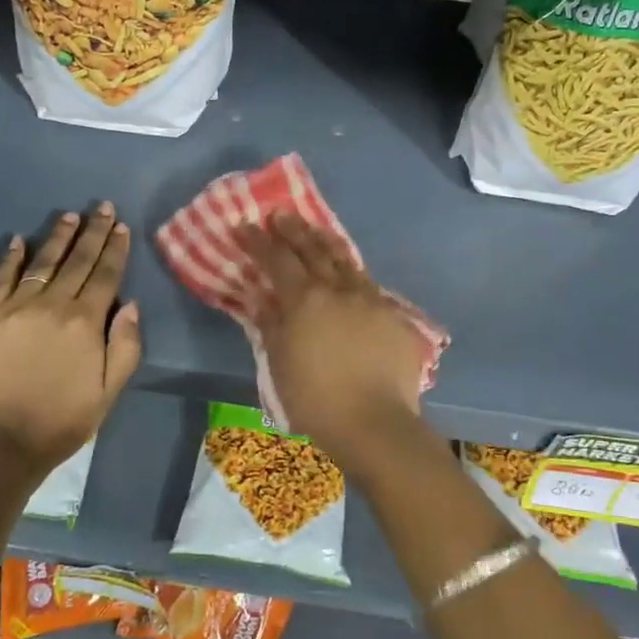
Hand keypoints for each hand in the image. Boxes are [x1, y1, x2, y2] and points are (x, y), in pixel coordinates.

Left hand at [0, 204, 141, 476]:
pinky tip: (17, 240)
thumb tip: (131, 305)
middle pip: (77, 261)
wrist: (0, 441)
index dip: (115, 249)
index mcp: (86, 322)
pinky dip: (10, 258)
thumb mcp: (109, 391)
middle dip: (92, 232)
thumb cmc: (62, 420)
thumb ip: (125, 346)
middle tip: (102, 207)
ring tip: (69, 215)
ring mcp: (17, 308)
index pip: (105, 275)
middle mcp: (53, 305)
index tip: (121, 226)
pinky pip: (2, 278)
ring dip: (58, 237)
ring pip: (43, 263)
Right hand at [236, 213, 424, 457]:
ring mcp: (371, 300)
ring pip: (346, 260)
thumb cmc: (316, 399)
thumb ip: (270, 324)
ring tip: (315, 230)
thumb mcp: (280, 362)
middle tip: (280, 215)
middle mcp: (339, 290)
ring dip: (326, 242)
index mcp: (306, 300)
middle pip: (314, 250)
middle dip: (293, 230)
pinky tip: (350, 273)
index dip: (258, 242)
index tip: (244, 225)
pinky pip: (369, 284)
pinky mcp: (394, 317)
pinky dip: (353, 272)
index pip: (277, 260)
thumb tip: (259, 295)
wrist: (375, 424)